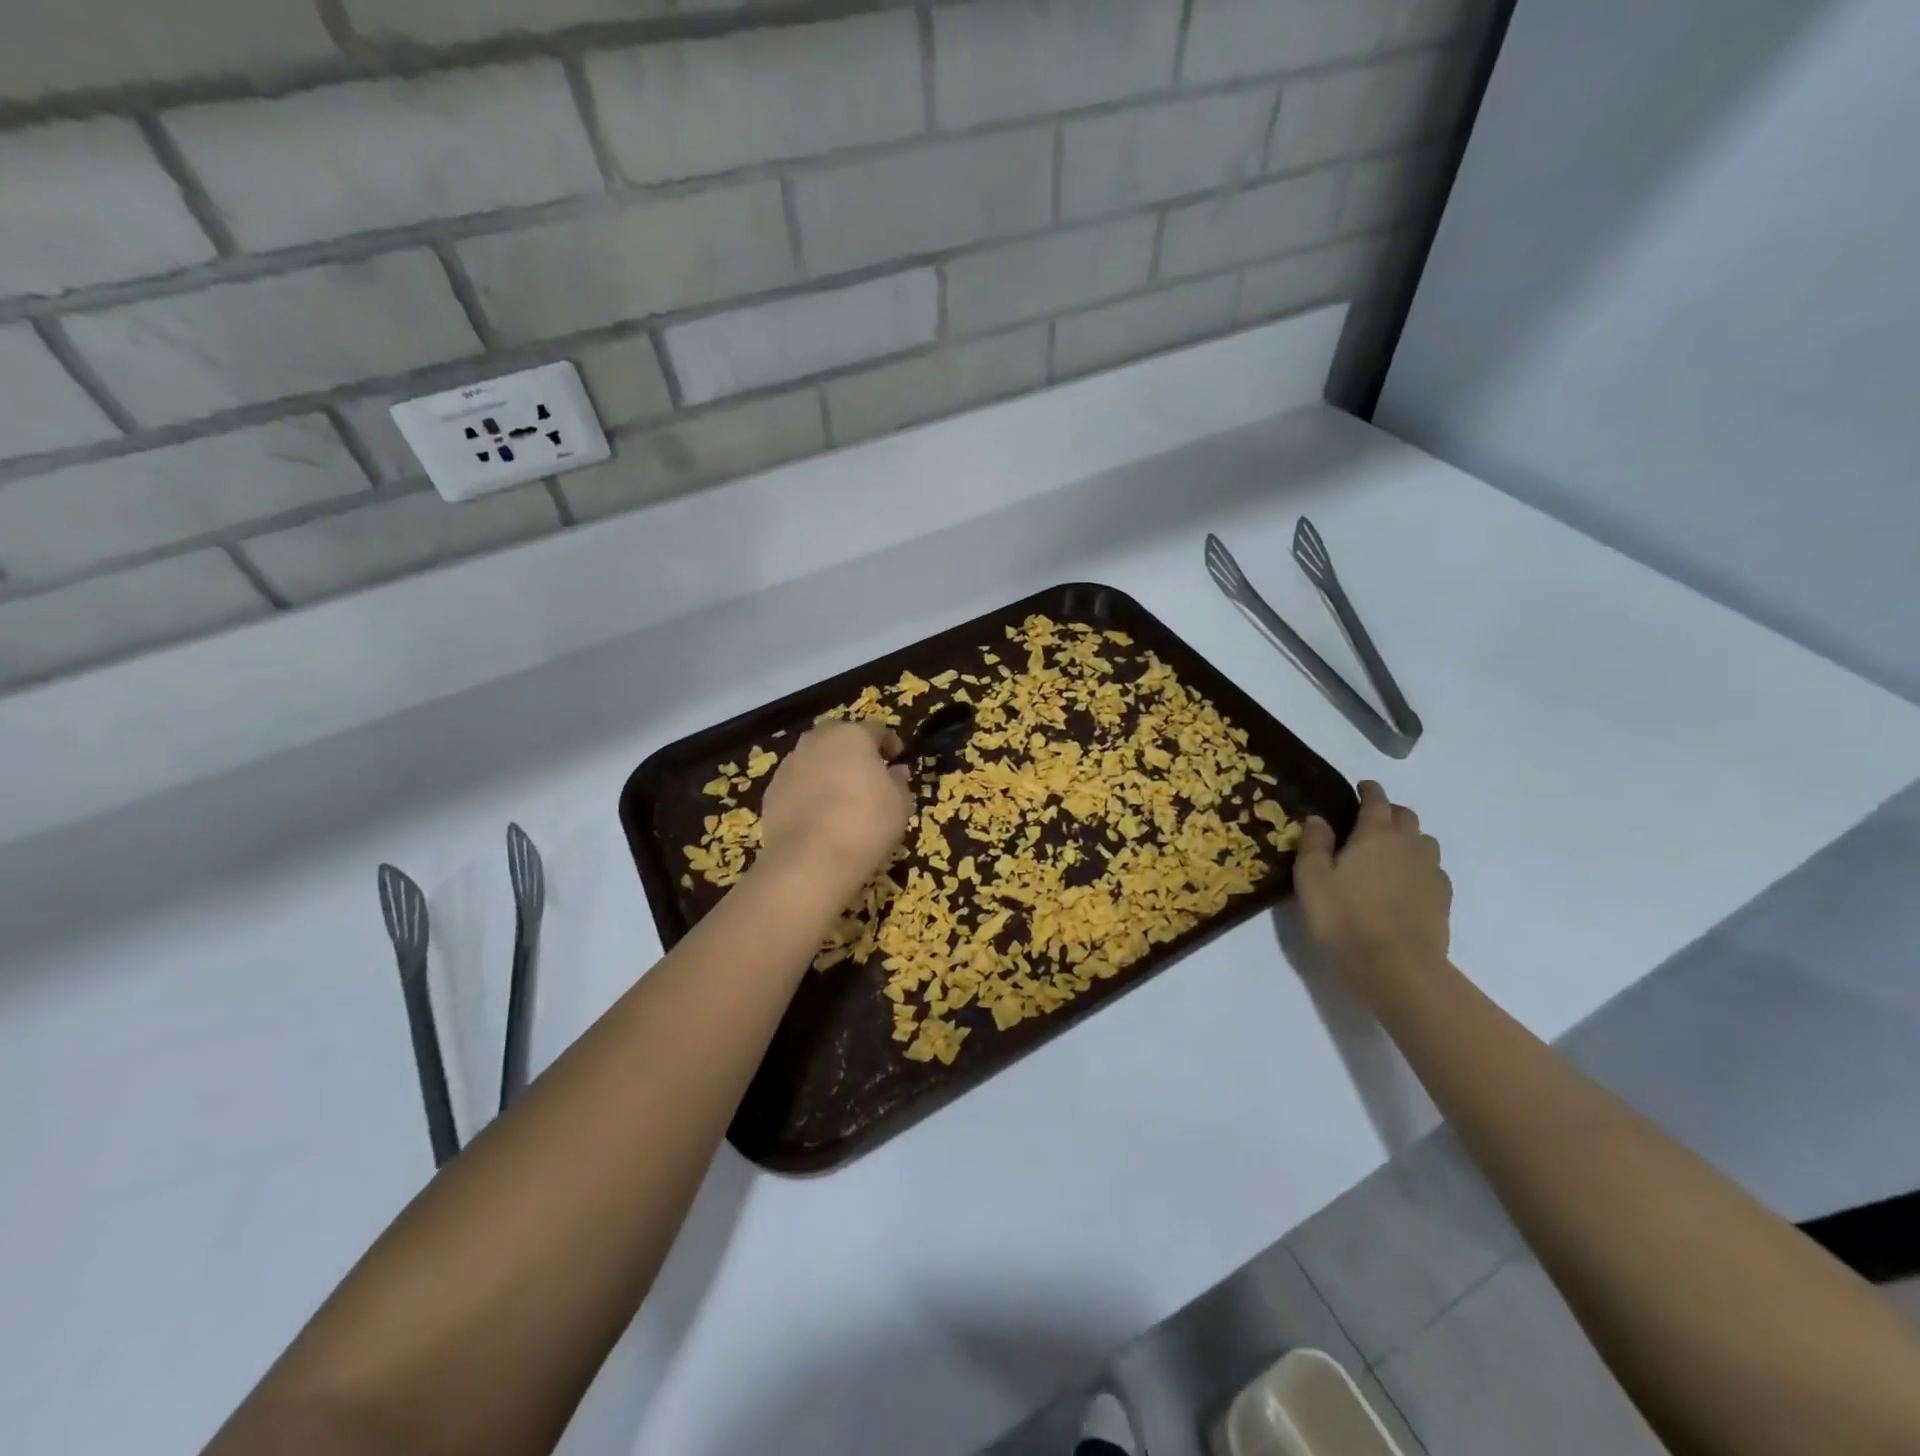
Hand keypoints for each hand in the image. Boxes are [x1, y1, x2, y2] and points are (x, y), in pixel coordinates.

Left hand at [757, 720, 913, 901]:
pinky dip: (808, 791)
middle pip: (839, 737)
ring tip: (840, 796)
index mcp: (852, 736)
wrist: (810, 860)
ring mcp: (790, 764)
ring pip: (814, 758)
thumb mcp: (900, 804)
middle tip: (867, 774)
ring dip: (828, 769)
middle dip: (853, 750)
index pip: (876, 728)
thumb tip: (896, 771)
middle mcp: (817, 741)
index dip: (889, 742)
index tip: (897, 759)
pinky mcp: (771, 791)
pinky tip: (818, 815)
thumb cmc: (866, 823)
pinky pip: (796, 783)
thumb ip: (899, 782)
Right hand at [1294, 781, 1450, 986]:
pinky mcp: (1442, 900)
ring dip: (1408, 838)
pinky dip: (1419, 867)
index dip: (1368, 790)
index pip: (1376, 800)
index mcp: (1375, 835)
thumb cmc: (1344, 918)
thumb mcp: (1311, 879)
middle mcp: (1408, 845)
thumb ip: (1313, 844)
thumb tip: (1319, 819)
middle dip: (1389, 812)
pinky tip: (1405, 883)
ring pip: (1424, 841)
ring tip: (1389, 852)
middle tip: (1369, 821)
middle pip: (1406, 816)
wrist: (1396, 967)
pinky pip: (1433, 870)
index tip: (1360, 787)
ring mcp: (1430, 872)